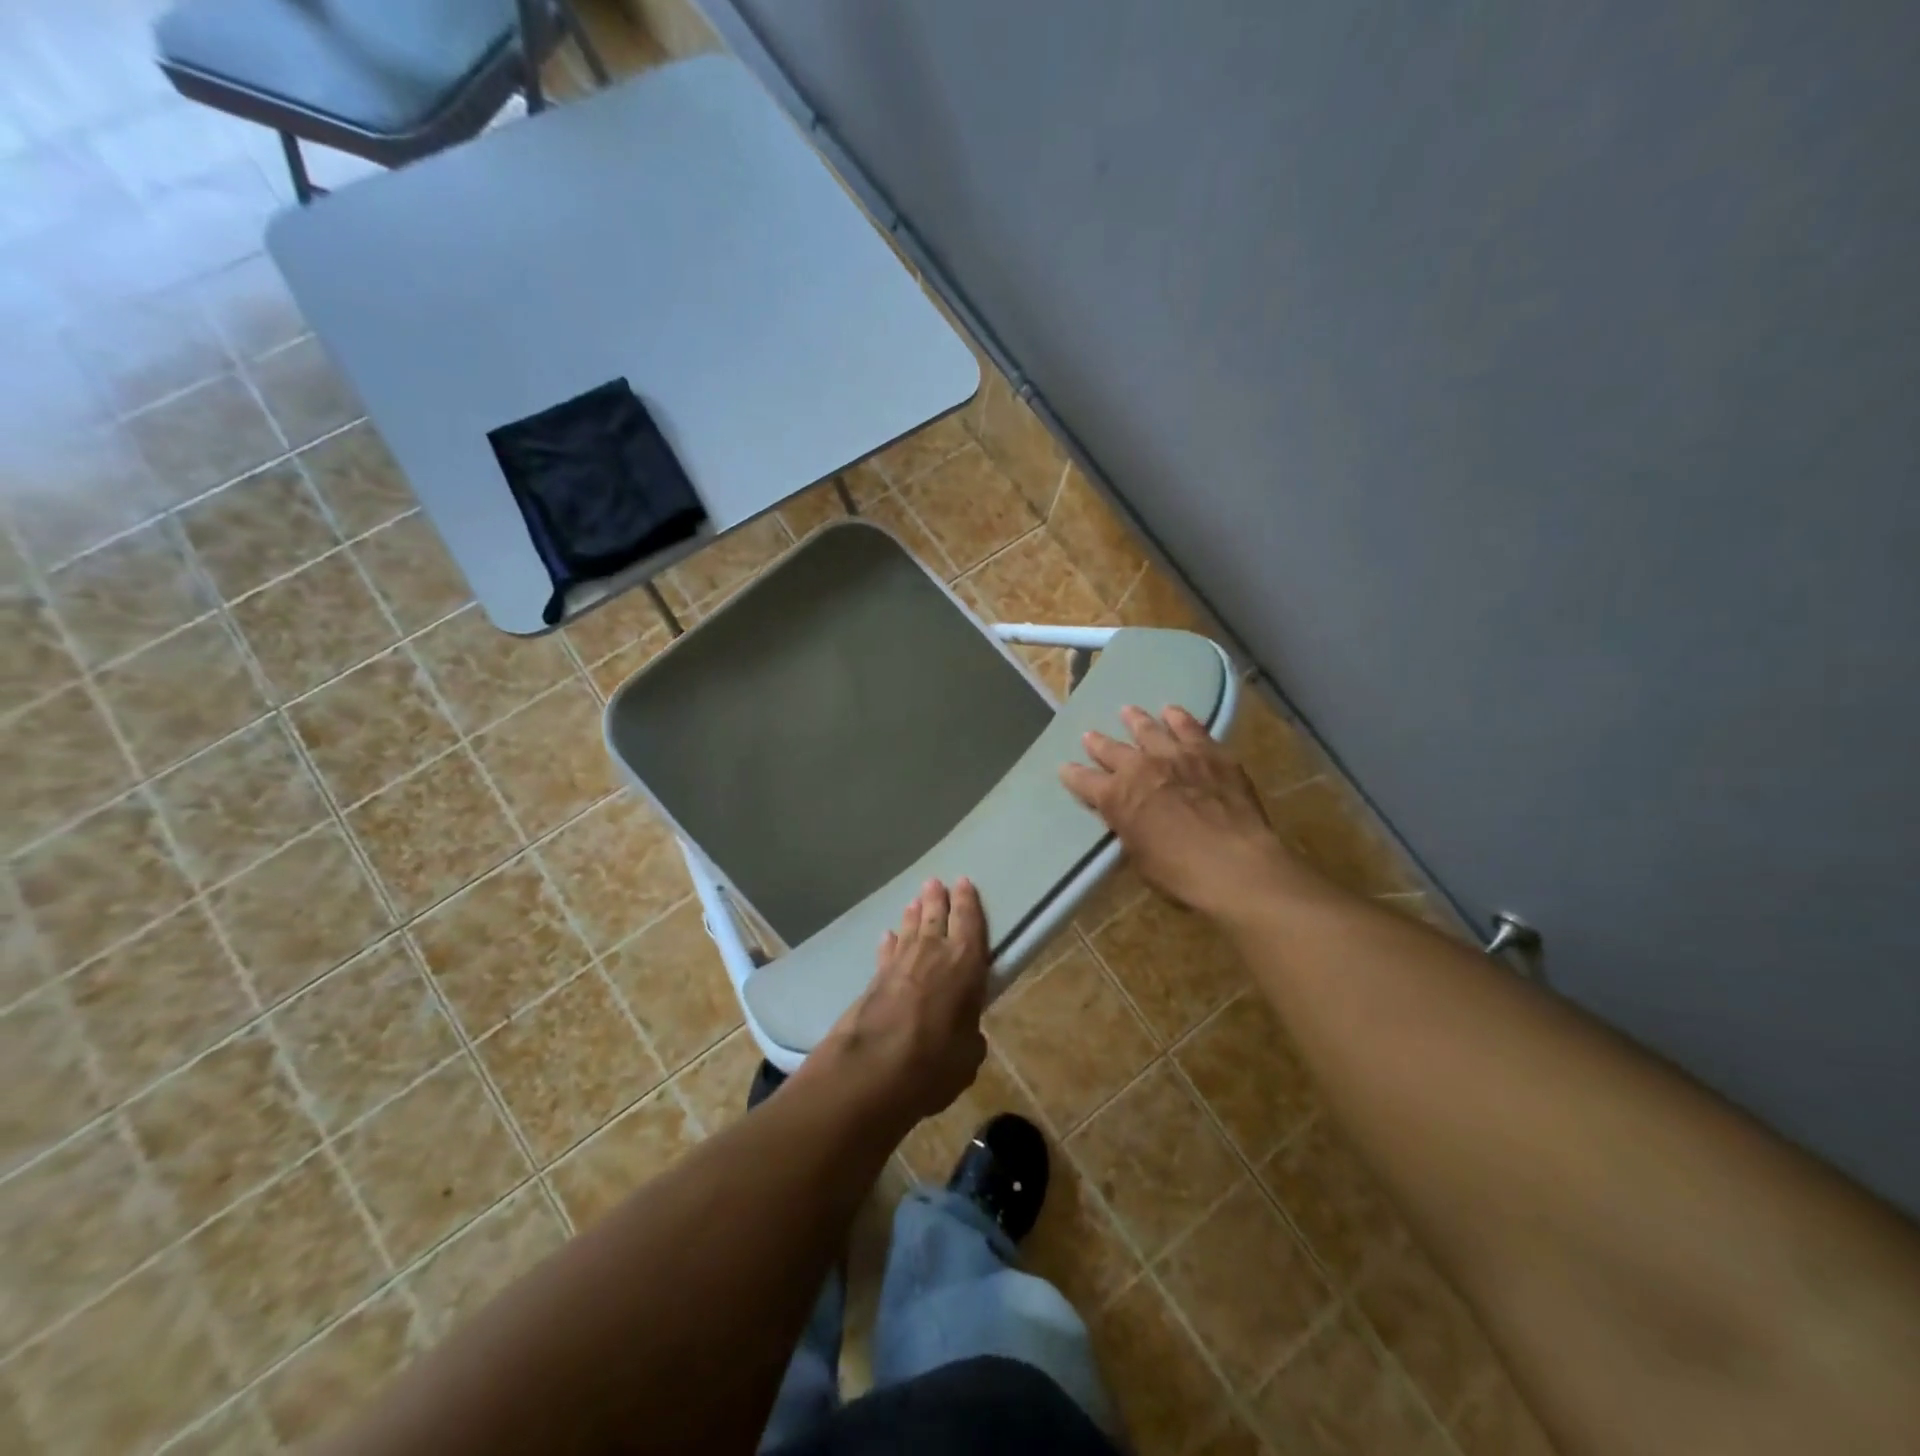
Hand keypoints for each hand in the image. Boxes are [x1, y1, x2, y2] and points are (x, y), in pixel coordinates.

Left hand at [817, 878, 990, 1123]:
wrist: (872, 1067)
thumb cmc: (934, 1060)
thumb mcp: (968, 1056)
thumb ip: (970, 1037)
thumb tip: (967, 1035)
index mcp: (965, 963)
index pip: (969, 922)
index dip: (968, 901)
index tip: (963, 882)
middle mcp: (933, 953)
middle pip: (935, 916)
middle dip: (936, 898)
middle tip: (934, 881)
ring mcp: (900, 962)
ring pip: (909, 929)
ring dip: (913, 915)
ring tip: (914, 902)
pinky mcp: (875, 978)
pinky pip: (887, 951)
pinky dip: (889, 943)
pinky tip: (887, 937)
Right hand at [1060, 705, 1294, 918]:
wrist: (1233, 864)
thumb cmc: (1180, 873)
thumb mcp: (1140, 857)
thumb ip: (1130, 830)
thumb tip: (1129, 820)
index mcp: (1116, 798)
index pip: (1084, 782)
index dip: (1072, 776)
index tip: (1065, 769)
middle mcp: (1140, 768)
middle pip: (1112, 749)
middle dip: (1098, 743)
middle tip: (1090, 736)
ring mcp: (1176, 755)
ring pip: (1149, 729)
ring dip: (1136, 720)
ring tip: (1128, 711)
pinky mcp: (1210, 753)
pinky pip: (1190, 728)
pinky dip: (1178, 719)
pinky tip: (1172, 712)